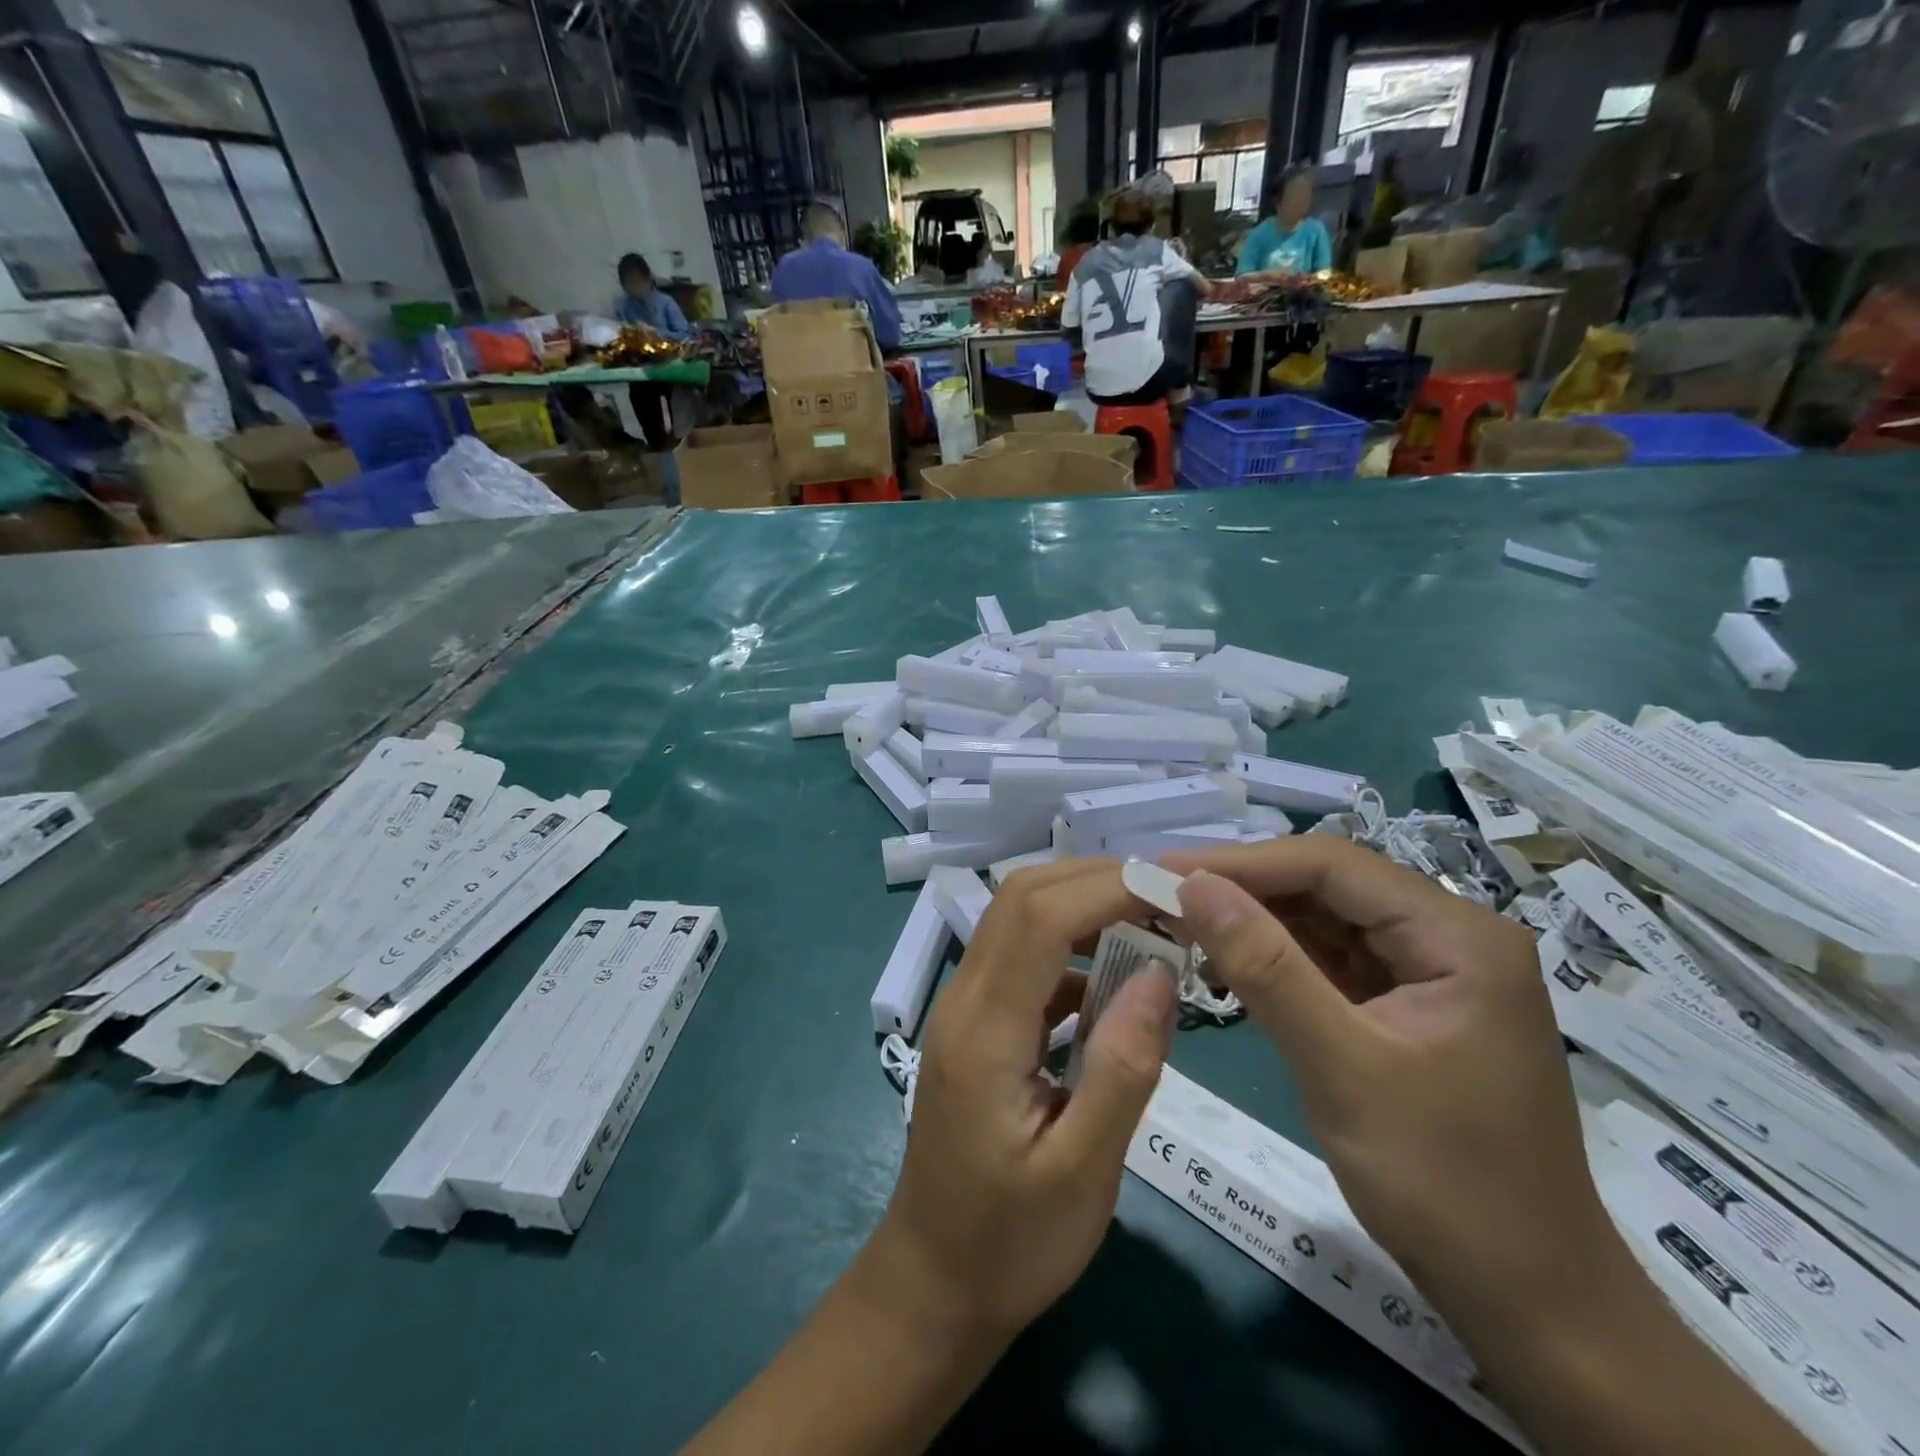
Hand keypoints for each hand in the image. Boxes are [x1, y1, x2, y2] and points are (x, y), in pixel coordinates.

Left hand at [871, 859, 1175, 1344]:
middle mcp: (964, 1000)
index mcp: (983, 1030)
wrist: (933, 1284)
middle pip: (1021, 899)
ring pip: (1018, 920)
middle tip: (1169, 899)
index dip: (1106, 889)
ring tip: (1152, 925)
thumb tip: (1160, 974)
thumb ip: (1123, 1069)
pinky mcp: (977, 1025)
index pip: (1039, 918)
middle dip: (1095, 881)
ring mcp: (965, 1009)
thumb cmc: (1010, 1244)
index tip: (1175, 893)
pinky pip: (1023, 960)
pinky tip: (1115, 980)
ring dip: (1083, 907)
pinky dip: (1071, 950)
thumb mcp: (1083, 1172)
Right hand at [1158, 838, 1607, 1328]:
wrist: (1528, 1301)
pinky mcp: (1407, 1005)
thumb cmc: (1445, 1184)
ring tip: (1181, 924)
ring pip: (1324, 920)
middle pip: (1328, 887)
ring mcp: (1430, 971)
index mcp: (1458, 936)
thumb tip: (1192, 886)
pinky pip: (1331, 961)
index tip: (1166, 869)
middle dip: (1244, 890)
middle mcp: (1449, 937)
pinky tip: (1227, 963)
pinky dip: (1276, 959)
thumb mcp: (1342, 1068)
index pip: (1332, 866)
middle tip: (1162, 896)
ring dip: (1254, 921)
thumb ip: (1267, 968)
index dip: (1242, 862)